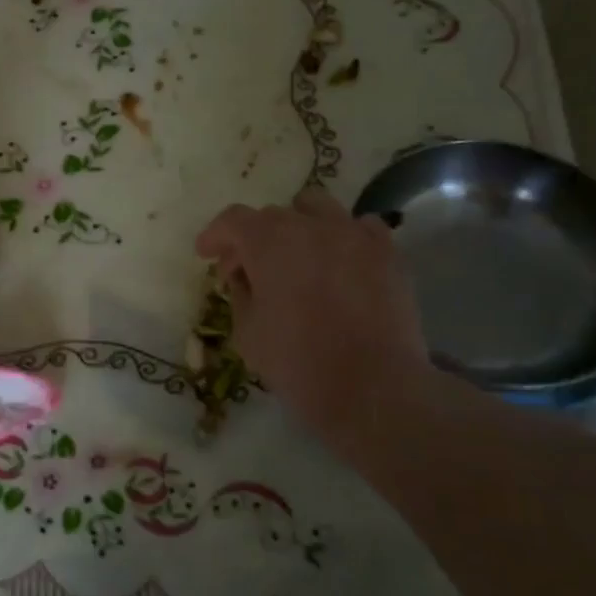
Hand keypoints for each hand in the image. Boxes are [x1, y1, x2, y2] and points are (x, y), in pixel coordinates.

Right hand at [196, 189, 437, 444]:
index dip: (215, 235)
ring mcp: (354, 234)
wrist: (373, 387)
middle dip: (254, 239)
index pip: (232, 220)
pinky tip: (342, 262)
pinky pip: (361, 227)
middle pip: (272, 216)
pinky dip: (344, 237)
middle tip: (248, 272)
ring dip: (299, 226)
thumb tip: (243, 277)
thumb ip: (240, 294)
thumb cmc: (298, 362)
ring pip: (318, 208)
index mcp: (268, 242)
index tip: (206, 254)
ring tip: (298, 256)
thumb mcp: (247, 333)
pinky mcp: (388, 253)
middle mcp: (310, 226)